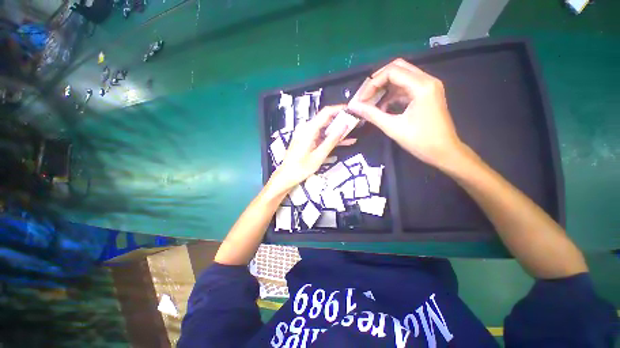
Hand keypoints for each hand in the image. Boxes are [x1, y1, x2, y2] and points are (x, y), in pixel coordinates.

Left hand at [269, 105, 354, 191]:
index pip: (326, 112)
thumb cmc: (301, 168)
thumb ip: (332, 140)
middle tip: (356, 123)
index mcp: (309, 129)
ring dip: (338, 130)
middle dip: (341, 120)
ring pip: (325, 128)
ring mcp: (307, 134)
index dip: (340, 109)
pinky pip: (321, 136)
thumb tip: (345, 126)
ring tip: (354, 131)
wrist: (286, 176)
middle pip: (326, 119)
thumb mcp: (319, 155)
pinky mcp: (307, 140)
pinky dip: (331, 138)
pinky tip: (345, 141)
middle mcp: (307, 128)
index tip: (353, 110)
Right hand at [348, 58, 463, 168]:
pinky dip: (392, 94)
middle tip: (365, 96)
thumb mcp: (393, 127)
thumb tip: (353, 106)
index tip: (361, 99)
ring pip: (401, 77)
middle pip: (397, 68)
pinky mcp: (427, 94)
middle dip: (378, 81)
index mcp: (421, 86)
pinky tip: (383, 107)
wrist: (444, 152)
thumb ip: (372, 114)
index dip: (372, 83)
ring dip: (384, 88)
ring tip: (371, 103)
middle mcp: (427, 80)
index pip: (392, 71)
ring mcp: (428, 87)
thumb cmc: (420, 141)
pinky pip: (406, 87)